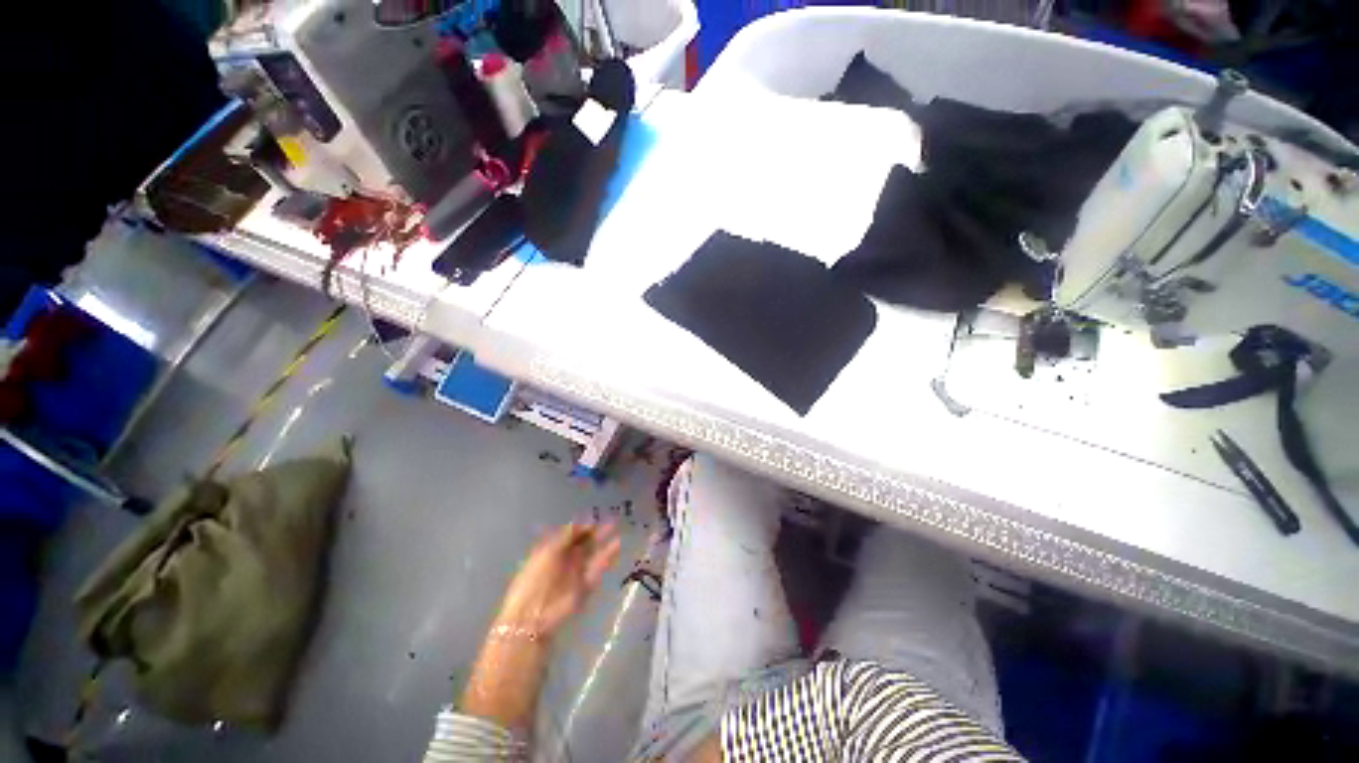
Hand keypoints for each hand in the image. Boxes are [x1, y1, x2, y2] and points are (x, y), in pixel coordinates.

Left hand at [495, 523, 620, 639]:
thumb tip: (579, 522)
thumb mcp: (547, 552)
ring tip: (615, 527)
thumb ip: (565, 536)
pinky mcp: (587, 586)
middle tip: (609, 519)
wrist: (534, 616)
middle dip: (595, 532)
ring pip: (593, 553)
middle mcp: (565, 561)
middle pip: (582, 543)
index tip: (593, 517)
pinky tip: (617, 543)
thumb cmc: (535, 579)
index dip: (581, 526)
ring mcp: (577, 573)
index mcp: (551, 552)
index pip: (569, 535)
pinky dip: (608, 555)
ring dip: (604, 541)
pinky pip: (599, 567)